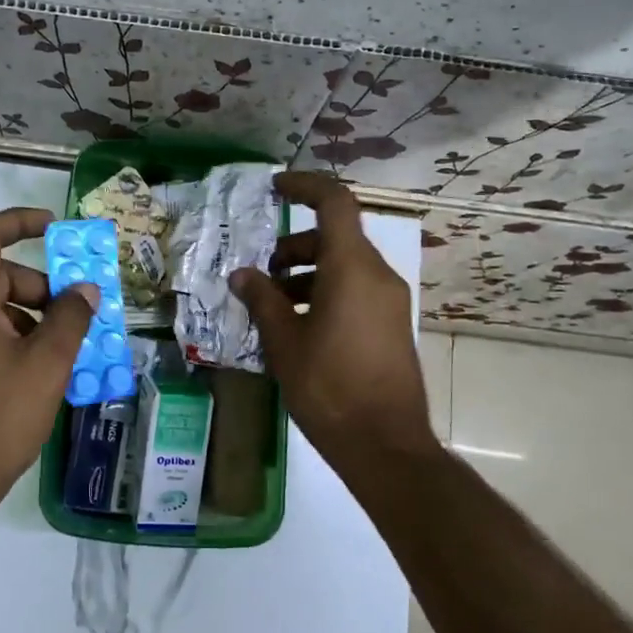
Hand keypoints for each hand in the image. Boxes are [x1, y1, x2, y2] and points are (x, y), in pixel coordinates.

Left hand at [0, 207, 98, 497]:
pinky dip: (14, 339)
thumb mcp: (47, 365)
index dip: (19, 222)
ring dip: (31, 317)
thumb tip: (85, 289)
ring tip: (67, 347)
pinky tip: (42, 371)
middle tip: (77, 312)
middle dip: (40, 287)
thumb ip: (71, 318)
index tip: (55, 227)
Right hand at [230, 173, 433, 465]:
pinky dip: (324, 294)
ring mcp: (389, 302)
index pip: (334, 203)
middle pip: (334, 237)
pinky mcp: (390, 326)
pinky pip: (355, 292)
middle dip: (293, 247)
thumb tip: (242, 275)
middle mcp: (377, 276)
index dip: (304, 186)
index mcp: (352, 268)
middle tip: (262, 275)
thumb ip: (262, 300)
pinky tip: (297, 329)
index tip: (274, 188)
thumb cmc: (329, 387)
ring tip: (272, 307)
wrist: (386, 446)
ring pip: (344, 267)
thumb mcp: (285, 342)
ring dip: (306, 274)